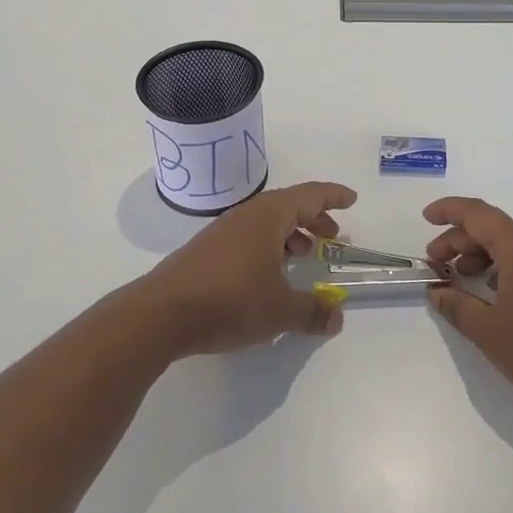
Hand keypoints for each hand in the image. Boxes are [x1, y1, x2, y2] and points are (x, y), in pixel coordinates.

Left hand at [133, 181, 357, 356]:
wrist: (160, 315)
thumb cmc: (230, 301)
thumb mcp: (280, 310)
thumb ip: (313, 311)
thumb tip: (337, 317)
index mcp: (269, 216)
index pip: (309, 195)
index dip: (333, 197)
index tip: (351, 200)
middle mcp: (246, 216)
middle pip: (288, 207)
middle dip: (314, 219)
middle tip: (332, 237)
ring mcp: (222, 233)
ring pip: (266, 224)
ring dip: (290, 235)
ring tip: (303, 257)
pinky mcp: (206, 253)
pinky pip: (248, 239)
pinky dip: (268, 248)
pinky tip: (268, 276)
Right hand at [424, 197, 512, 416]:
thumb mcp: (488, 331)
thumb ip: (457, 306)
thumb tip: (437, 292)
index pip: (477, 213)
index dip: (448, 211)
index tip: (425, 218)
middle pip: (492, 228)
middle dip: (459, 240)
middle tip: (434, 263)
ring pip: (510, 245)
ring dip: (480, 255)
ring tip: (459, 278)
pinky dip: (501, 267)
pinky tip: (492, 293)